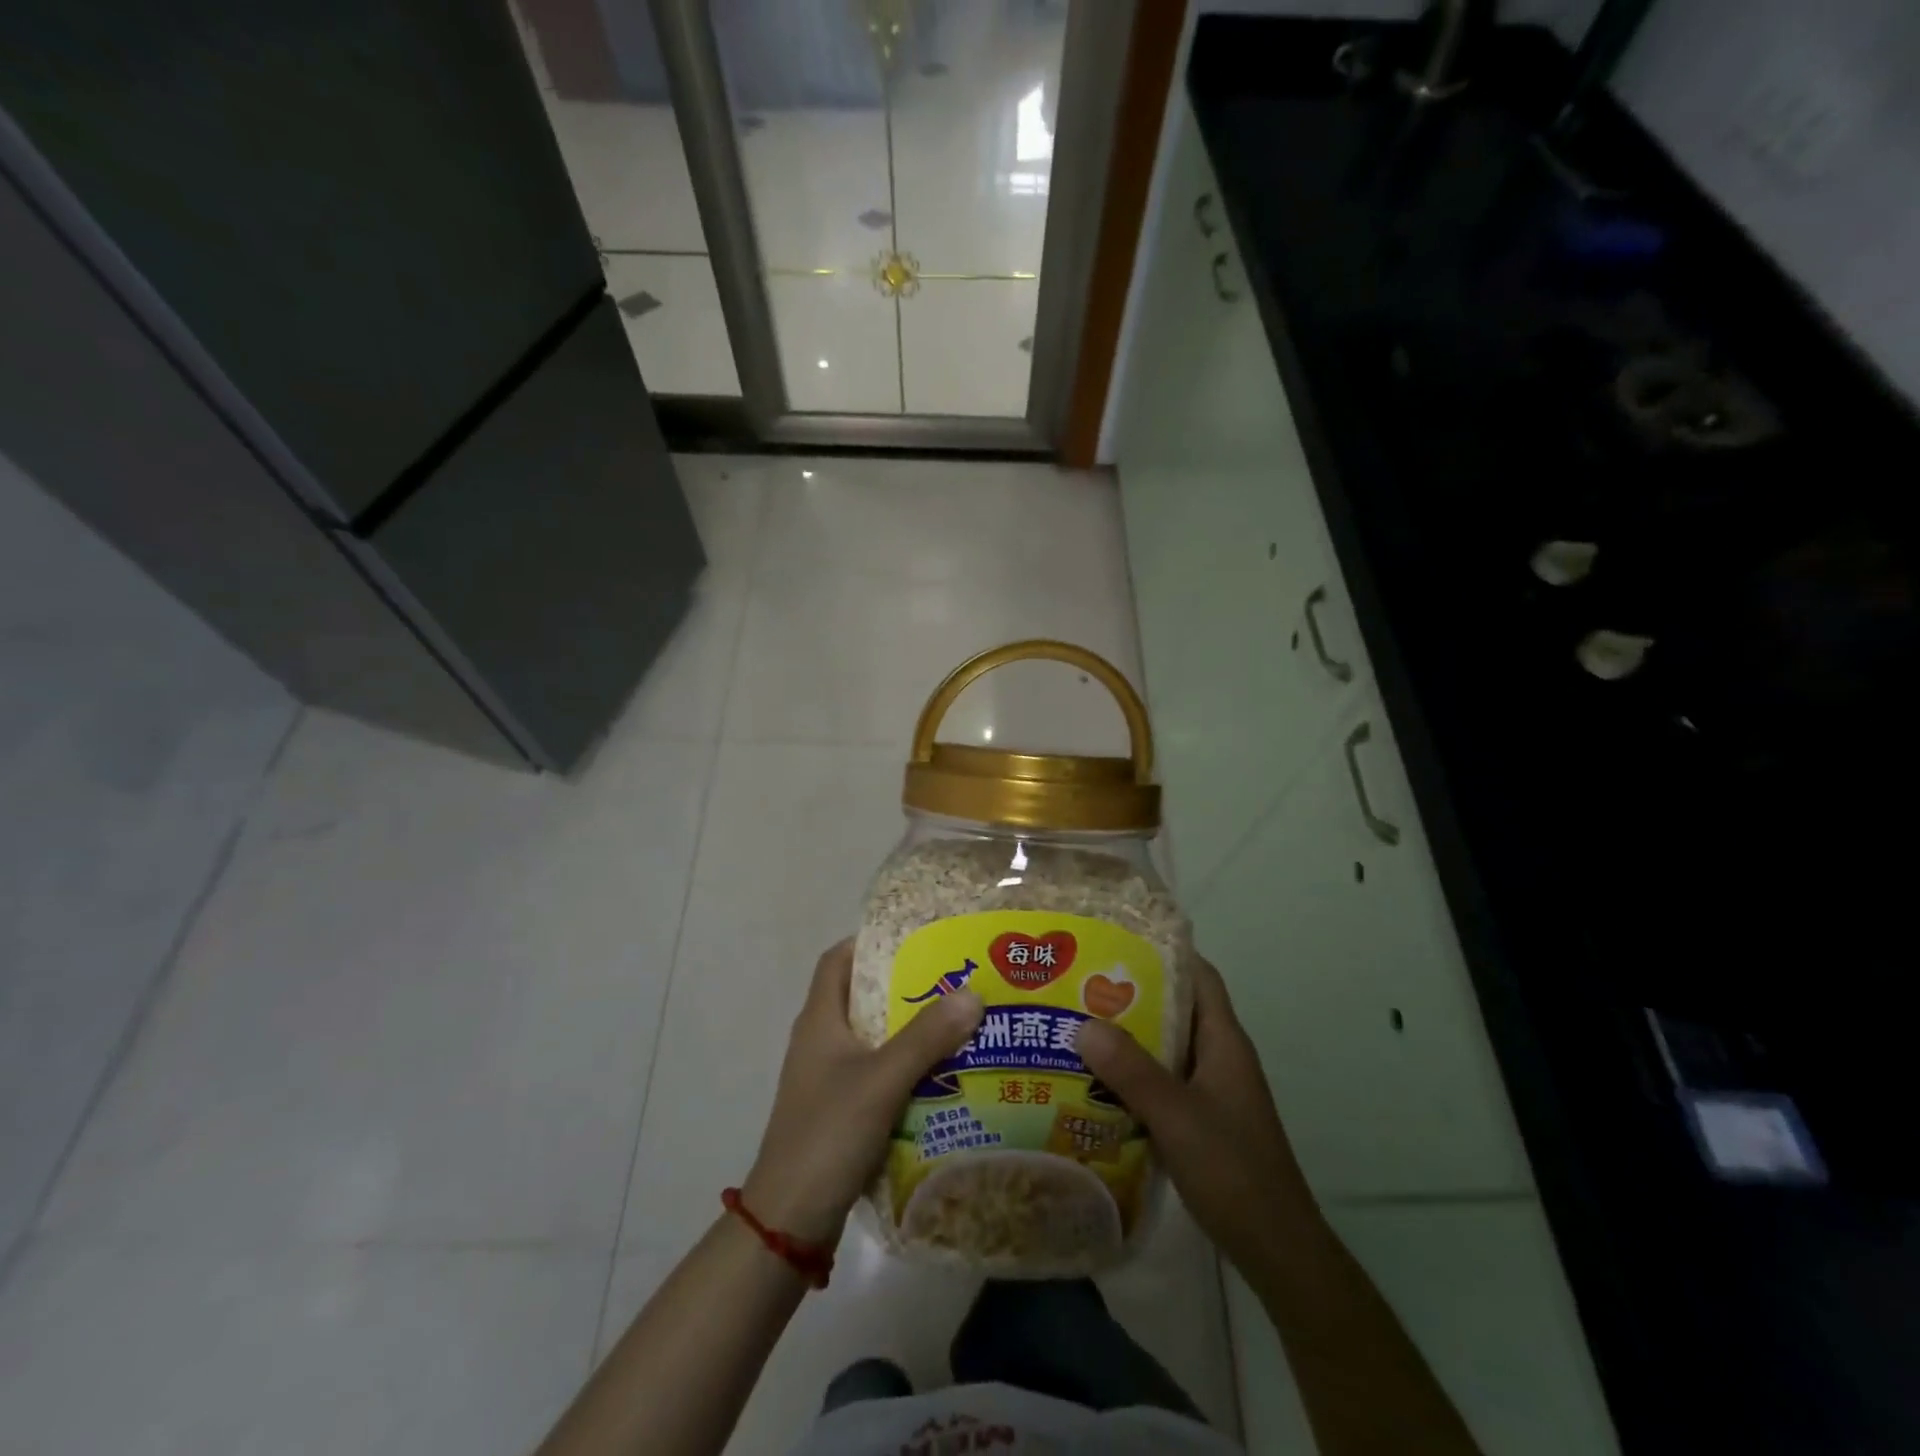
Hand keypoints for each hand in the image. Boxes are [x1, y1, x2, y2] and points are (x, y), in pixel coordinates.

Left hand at [741, 940, 983, 1247]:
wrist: (789, 1220)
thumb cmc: (828, 1134)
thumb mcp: (881, 1080)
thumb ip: (926, 1037)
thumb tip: (972, 993)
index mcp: (820, 1020)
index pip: (838, 960)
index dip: (871, 941)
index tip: (916, 937)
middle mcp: (820, 1041)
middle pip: (861, 996)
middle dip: (904, 985)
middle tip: (951, 979)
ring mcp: (827, 1078)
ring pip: (873, 1037)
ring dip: (909, 1028)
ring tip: (957, 1021)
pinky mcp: (839, 1110)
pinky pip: (876, 1072)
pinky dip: (905, 1066)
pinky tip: (942, 1073)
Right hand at [1077, 956, 1320, 1275]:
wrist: (1276, 1250)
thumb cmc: (1233, 1170)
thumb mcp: (1177, 1116)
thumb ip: (1132, 1071)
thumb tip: (1083, 1023)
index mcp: (1224, 1042)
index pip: (1198, 976)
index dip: (1164, 952)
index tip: (1116, 940)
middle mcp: (1218, 1057)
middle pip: (1174, 1008)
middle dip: (1130, 994)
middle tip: (1079, 983)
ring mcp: (1210, 1090)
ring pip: (1163, 1047)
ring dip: (1126, 1037)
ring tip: (1075, 1025)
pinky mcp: (1199, 1120)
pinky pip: (1160, 1081)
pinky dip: (1130, 1075)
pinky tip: (1092, 1081)